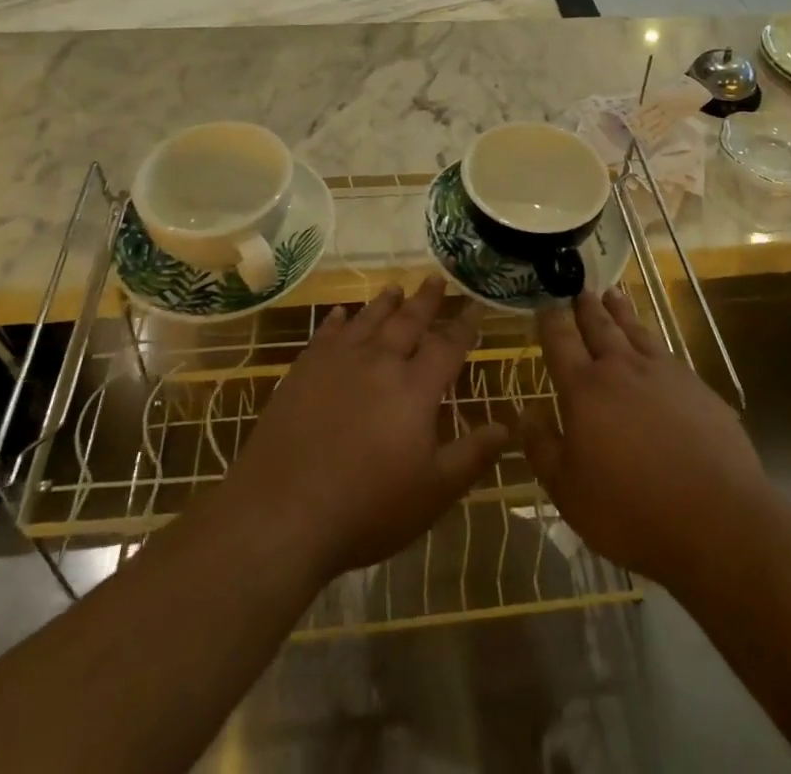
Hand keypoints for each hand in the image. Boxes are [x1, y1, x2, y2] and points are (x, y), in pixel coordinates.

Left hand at [219, 278, 508, 582]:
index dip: (464, 326)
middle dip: (426, 300)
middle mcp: (379, 363)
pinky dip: (337, 320)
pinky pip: (326, 334)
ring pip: (368, 320)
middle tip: (436, 278)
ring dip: (385, 303)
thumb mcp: (432, 493)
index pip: (447, 346)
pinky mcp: (303, 370)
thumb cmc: (366, 508)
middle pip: (408, 321)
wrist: (282, 512)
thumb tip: (507, 427)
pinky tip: (340, 313)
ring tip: (396, 287)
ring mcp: (337, 362)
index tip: (474, 306)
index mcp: (414, 389)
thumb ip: (471, 456)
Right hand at [524, 290, 765, 584]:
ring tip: (612, 295)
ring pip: (635, 330)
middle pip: (599, 326)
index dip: (550, 319)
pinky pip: (666, 352)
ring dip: (620, 311)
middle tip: (579, 288)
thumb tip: (527, 412)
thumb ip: (542, 447)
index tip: (544, 303)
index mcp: (585, 389)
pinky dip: (651, 338)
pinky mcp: (697, 387)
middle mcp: (621, 368)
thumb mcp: (568, 492)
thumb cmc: (631, 511)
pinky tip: (652, 343)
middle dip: (586, 306)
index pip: (560, 340)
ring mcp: (664, 373)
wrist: (718, 520)